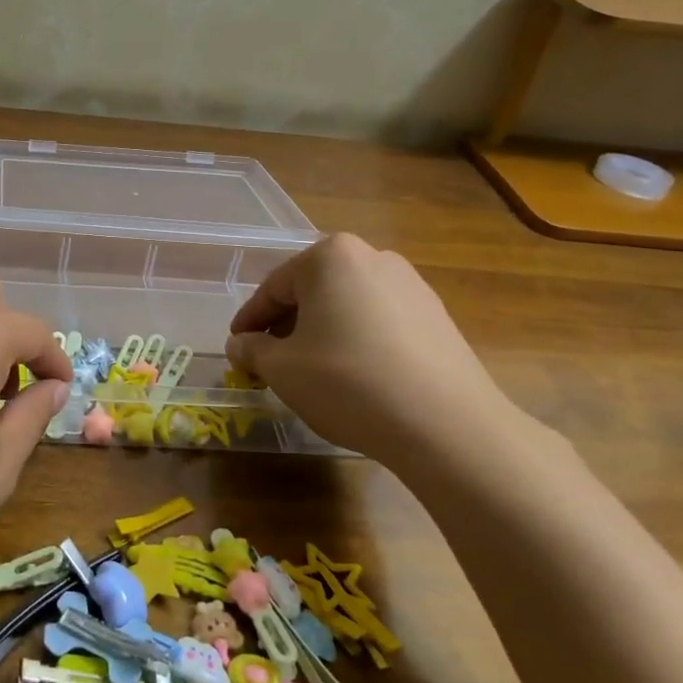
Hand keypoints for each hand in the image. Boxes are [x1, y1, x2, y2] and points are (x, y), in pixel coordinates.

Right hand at [226, 234, 522, 469]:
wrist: (446, 425)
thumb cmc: (347, 382)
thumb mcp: (282, 369)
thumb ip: (252, 350)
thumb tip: (241, 345)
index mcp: (330, 257)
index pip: (274, 287)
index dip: (249, 321)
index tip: (236, 347)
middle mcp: (373, 258)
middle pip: (313, 292)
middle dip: (287, 325)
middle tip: (270, 361)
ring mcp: (412, 286)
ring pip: (347, 306)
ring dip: (322, 334)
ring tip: (312, 373)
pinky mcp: (438, 318)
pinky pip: (380, 323)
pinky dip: (358, 343)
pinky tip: (355, 378)